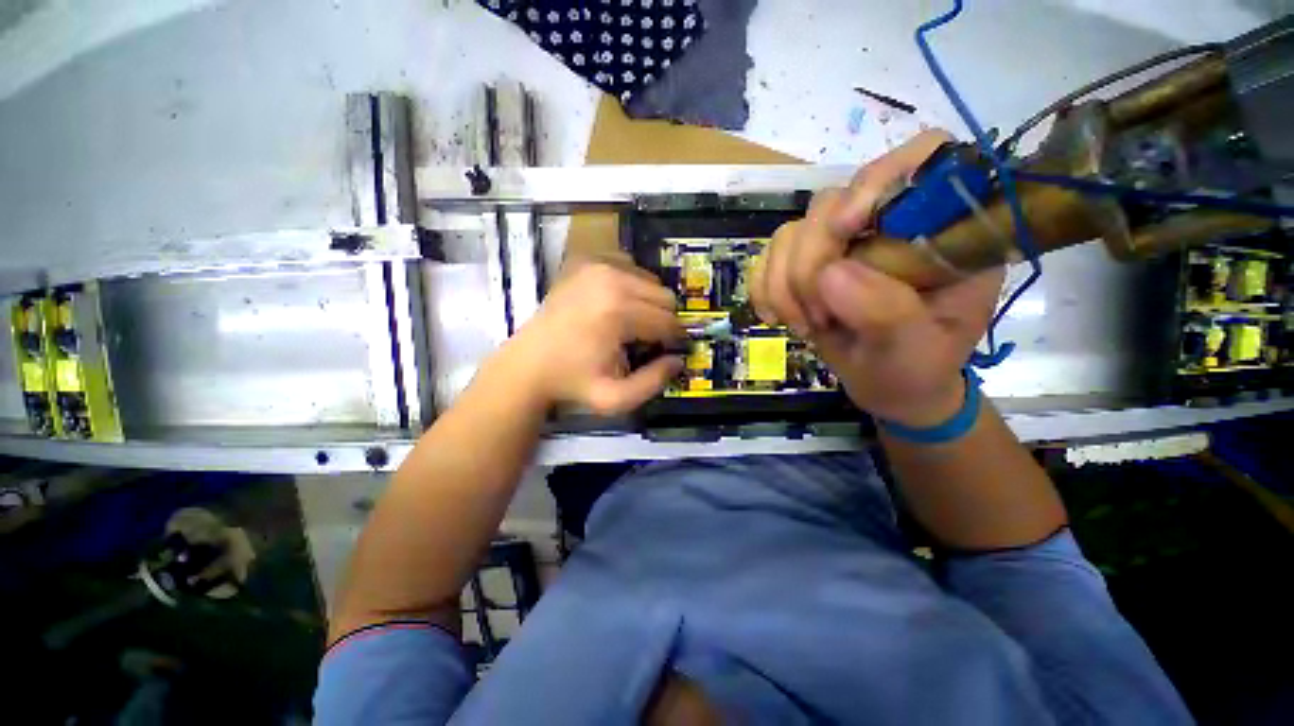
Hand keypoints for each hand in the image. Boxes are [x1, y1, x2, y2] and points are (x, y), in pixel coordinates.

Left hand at [498, 263, 683, 414]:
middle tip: (646, 339)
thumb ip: (654, 382)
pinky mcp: (585, 260)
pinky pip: (627, 264)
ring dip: (648, 302)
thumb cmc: (572, 382)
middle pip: (664, 296)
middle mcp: (611, 279)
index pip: (668, 321)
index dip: (674, 339)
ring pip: (649, 280)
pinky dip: (631, 282)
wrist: (528, 364)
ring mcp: (596, 265)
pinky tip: (618, 302)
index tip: (666, 352)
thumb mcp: (616, 398)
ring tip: (630, 323)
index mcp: (618, 312)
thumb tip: (678, 360)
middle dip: (663, 320)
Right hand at [749, 129, 1003, 426]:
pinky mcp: (806, 263)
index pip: (920, 161)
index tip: (845, 231)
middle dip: (810, 262)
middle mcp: (888, 225)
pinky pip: (767, 257)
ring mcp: (842, 244)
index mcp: (942, 232)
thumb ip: (887, 312)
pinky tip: (776, 318)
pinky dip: (763, 288)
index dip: (877, 180)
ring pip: (791, 232)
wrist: (888, 387)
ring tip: (803, 325)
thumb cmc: (916, 369)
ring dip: (783, 283)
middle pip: (832, 202)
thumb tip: (829, 275)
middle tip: (817, 317)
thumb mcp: (916, 350)